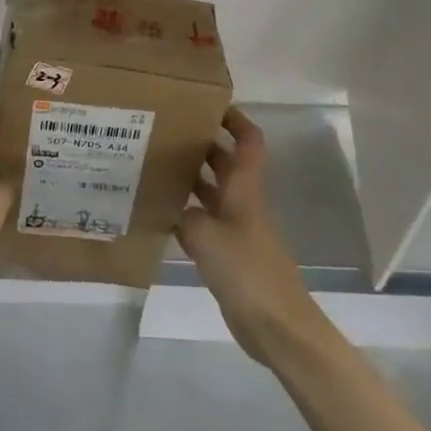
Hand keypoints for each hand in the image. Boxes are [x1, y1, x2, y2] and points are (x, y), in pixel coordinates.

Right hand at [177, 108, 328, 364]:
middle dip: (200, 144)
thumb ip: (186, 215)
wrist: (277, 326)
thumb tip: (174, 207)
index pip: (248, 141)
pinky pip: (203, 224)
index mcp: (245, 189)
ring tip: (153, 167)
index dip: (235, 119)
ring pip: (211, 192)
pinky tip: (160, 214)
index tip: (208, 104)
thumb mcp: (206, 236)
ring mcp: (235, 229)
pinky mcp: (228, 255)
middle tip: (164, 132)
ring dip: (189, 179)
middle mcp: (241, 202)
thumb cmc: (247, 271)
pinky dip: (185, 216)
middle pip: (224, 163)